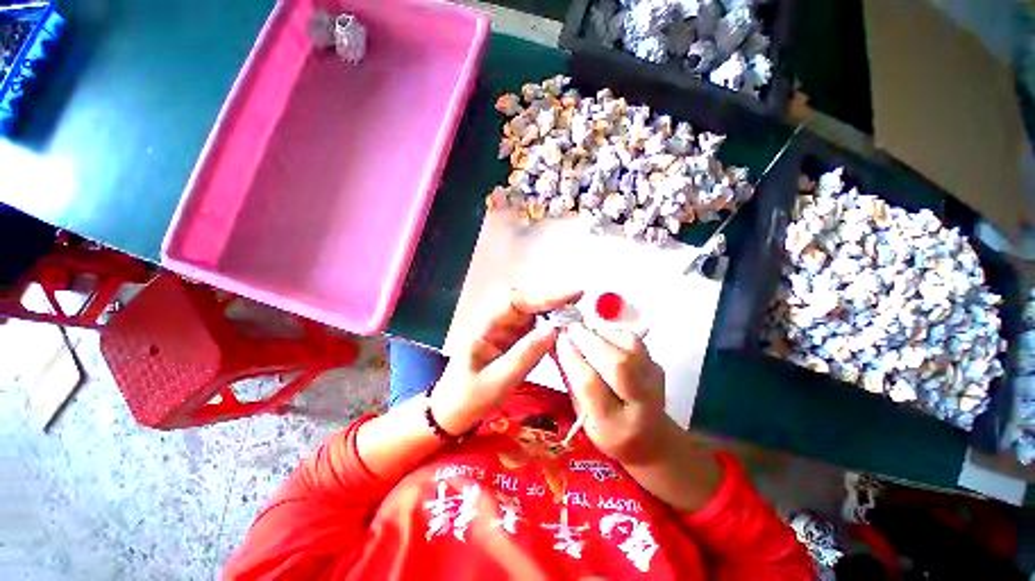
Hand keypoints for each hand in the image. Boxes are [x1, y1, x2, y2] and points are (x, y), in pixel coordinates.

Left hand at [430, 288, 582, 434]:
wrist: (452, 413)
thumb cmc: (467, 398)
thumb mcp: (496, 383)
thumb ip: (524, 356)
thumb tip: (554, 330)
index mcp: (484, 326)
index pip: (514, 300)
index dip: (543, 295)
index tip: (572, 295)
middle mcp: (496, 322)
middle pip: (526, 302)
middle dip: (552, 301)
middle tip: (580, 303)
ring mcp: (505, 330)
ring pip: (532, 314)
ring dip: (553, 313)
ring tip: (577, 317)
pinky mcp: (512, 341)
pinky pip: (533, 329)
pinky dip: (550, 329)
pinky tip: (564, 333)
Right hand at [554, 322, 677, 465]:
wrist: (649, 436)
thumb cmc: (606, 427)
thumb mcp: (581, 412)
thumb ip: (569, 378)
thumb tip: (555, 343)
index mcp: (612, 426)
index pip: (591, 384)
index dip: (573, 357)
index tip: (559, 340)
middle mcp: (640, 406)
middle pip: (618, 363)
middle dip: (588, 340)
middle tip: (570, 328)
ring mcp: (654, 383)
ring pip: (629, 346)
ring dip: (601, 332)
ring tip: (583, 331)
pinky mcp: (658, 365)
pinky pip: (634, 340)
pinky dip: (613, 332)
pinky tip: (599, 335)